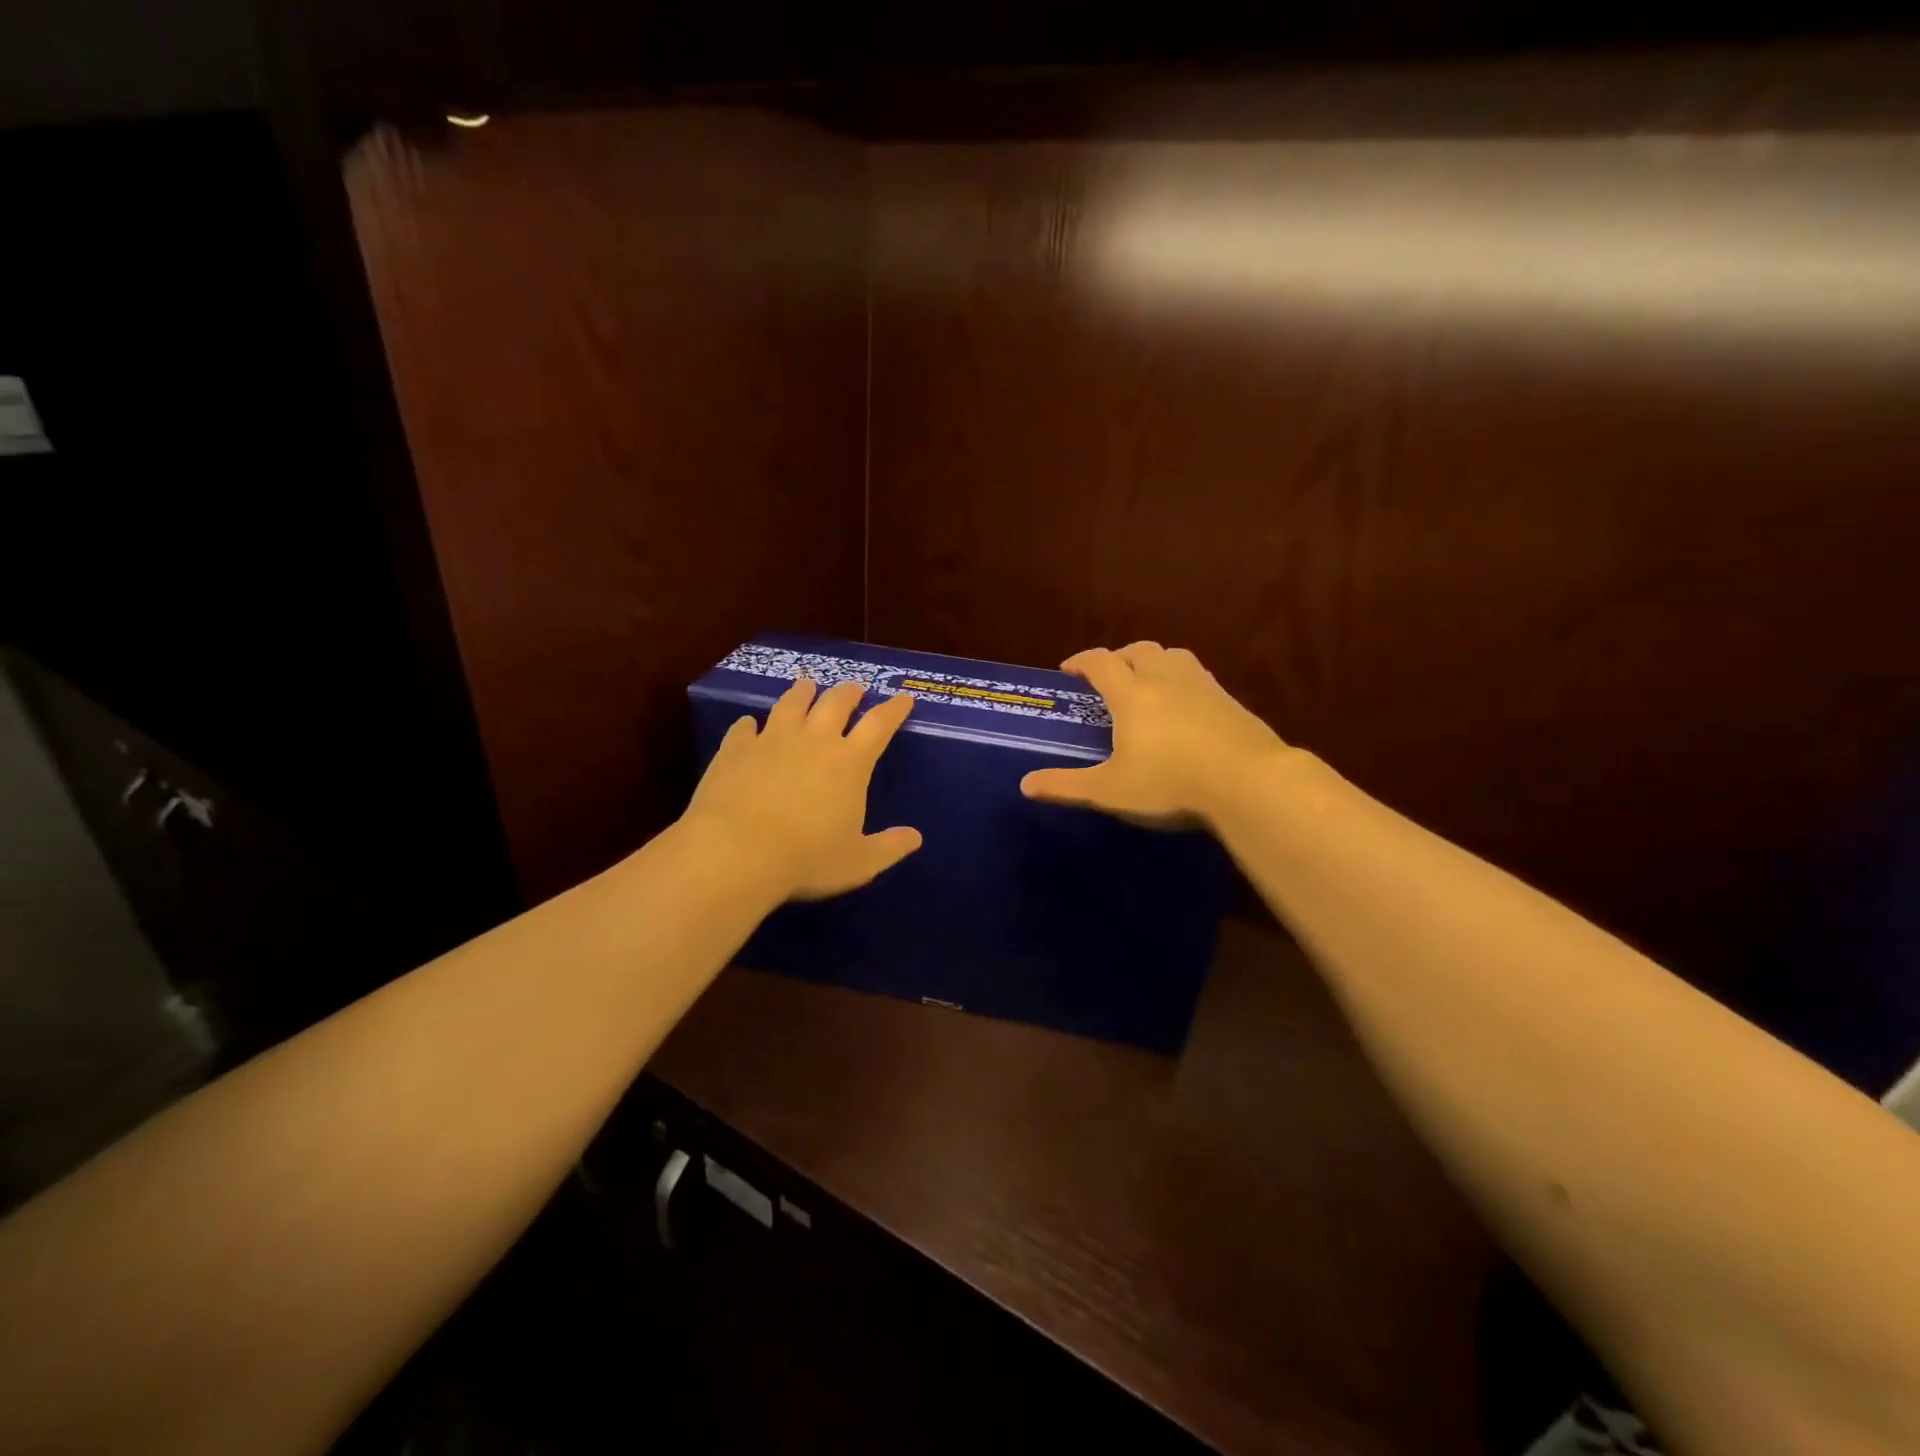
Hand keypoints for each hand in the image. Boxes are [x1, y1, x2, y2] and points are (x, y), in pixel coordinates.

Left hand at [682, 679, 922, 900]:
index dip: (894, 709)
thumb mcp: (858, 862)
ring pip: (791, 703)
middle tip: (855, 688)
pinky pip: (744, 727)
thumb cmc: (806, 859)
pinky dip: (749, 724)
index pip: (880, 724)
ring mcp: (772, 740)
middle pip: (836, 702)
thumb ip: (889, 848)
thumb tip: (915, 838)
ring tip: (807, 686)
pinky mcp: (736, 749)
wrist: (736, 853)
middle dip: (849, 692)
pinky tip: (748, 724)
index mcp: (850, 763)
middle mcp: (814, 740)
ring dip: (802, 692)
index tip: (904, 698)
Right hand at [1020, 642, 1288, 826]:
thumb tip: (1025, 785)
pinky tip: (1185, 706)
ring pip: (1172, 656)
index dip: (1081, 661)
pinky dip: (1182, 680)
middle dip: (1118, 658)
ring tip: (1147, 684)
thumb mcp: (1110, 790)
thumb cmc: (1170, 783)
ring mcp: (1202, 686)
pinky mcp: (1229, 700)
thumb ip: (1066, 786)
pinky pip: (1198, 676)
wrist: (1248, 781)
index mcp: (1132, 694)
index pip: (1100, 662)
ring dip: (1153, 662)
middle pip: (1138, 651)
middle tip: (1109, 678)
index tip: (1069, 670)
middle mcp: (1165, 679)